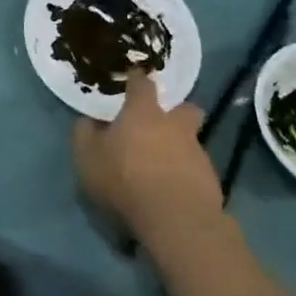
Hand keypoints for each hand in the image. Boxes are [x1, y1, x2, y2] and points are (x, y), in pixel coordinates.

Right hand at [71, 72, 219, 233]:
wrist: (176, 220)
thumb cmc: (125, 179)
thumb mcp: (87, 157)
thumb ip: (84, 134)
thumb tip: (88, 121)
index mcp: (143, 113)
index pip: (142, 84)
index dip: (137, 78)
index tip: (133, 76)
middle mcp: (174, 126)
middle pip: (184, 108)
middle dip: (176, 111)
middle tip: (161, 123)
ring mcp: (197, 152)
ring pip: (191, 140)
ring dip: (178, 147)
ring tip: (161, 166)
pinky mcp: (211, 180)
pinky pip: (196, 169)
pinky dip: (185, 174)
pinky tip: (172, 190)